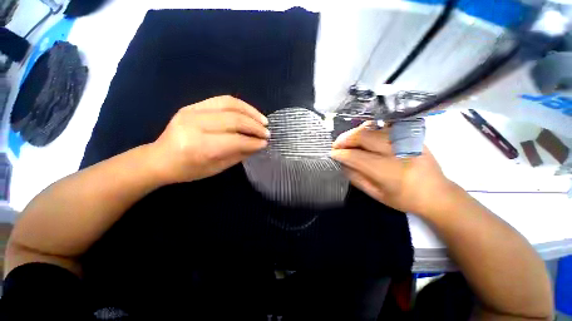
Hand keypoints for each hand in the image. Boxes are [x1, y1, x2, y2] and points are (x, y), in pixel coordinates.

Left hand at [151, 95, 268, 183]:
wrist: (160, 158)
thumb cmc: (189, 169)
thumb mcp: (217, 168)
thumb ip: (239, 154)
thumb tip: (258, 144)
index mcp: (198, 146)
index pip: (234, 140)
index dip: (253, 141)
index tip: (265, 143)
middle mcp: (194, 124)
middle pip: (233, 119)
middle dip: (255, 126)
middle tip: (267, 132)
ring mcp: (191, 110)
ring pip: (229, 104)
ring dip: (251, 112)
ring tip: (263, 120)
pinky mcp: (192, 105)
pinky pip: (222, 100)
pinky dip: (240, 105)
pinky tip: (250, 113)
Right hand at [331, 122, 455, 216]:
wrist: (438, 193)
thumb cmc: (405, 199)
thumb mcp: (376, 194)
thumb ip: (356, 177)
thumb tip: (342, 163)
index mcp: (389, 171)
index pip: (357, 157)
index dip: (341, 154)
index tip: (332, 154)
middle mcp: (398, 151)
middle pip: (364, 137)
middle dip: (345, 139)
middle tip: (336, 145)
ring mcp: (406, 140)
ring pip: (373, 128)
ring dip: (355, 133)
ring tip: (347, 140)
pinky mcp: (410, 135)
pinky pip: (384, 127)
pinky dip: (369, 129)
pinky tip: (362, 136)